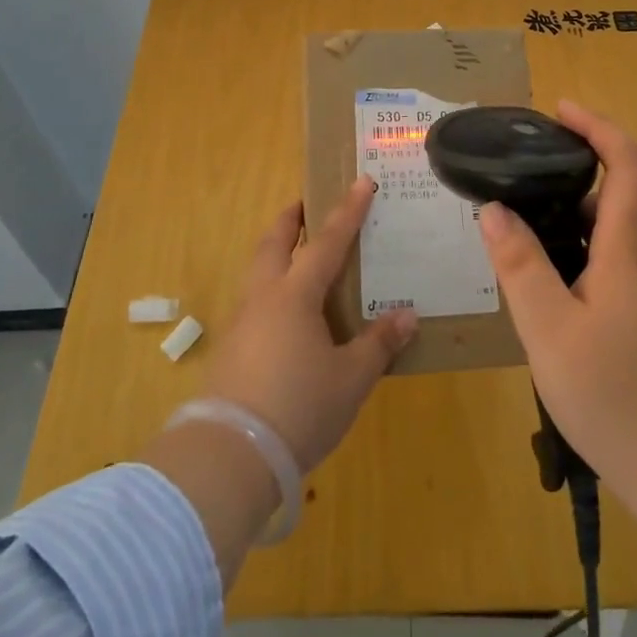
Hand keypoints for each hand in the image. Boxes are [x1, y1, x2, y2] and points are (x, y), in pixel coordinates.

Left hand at [202, 177, 418, 472]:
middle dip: (291, 218)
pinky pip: (254, 301)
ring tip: (297, 255)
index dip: (347, 212)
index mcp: (295, 295)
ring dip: (277, 252)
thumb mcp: (351, 379)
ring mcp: (241, 322)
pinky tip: (286, 313)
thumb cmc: (299, 407)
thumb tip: (406, 316)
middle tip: (305, 203)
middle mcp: (264, 298)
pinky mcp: (230, 349)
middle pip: (274, 243)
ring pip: (258, 271)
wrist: (230, 454)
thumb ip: (378, 344)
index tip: (361, 182)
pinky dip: (271, 288)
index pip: (327, 242)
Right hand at [478, 100, 636, 508]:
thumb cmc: (620, 397)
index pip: (627, 165)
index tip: (560, 110)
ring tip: (515, 231)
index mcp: (629, 250)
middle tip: (515, 176)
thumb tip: (495, 210)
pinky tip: (543, 289)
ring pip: (609, 237)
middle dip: (570, 173)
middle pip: (615, 197)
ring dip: (567, 220)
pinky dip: (575, 257)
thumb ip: (520, 265)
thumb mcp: (550, 331)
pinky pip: (610, 269)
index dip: (598, 128)